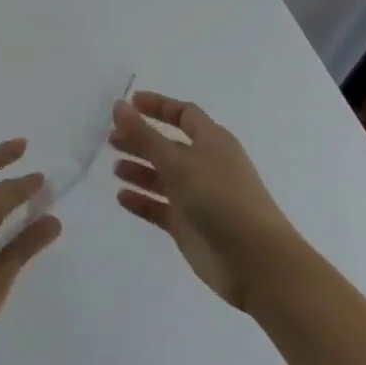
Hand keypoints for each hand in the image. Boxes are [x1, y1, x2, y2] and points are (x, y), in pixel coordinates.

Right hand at [110, 90, 301, 309]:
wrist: (255, 261)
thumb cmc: (219, 198)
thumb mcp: (177, 161)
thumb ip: (144, 134)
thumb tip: (118, 105)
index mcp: (212, 142)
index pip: (184, 114)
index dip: (158, 106)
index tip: (128, 103)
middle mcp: (205, 166)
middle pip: (168, 146)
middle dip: (140, 140)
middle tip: (111, 139)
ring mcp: (197, 197)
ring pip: (162, 177)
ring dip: (139, 170)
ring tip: (115, 169)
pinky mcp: (188, 226)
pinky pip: (159, 208)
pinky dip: (141, 201)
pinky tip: (121, 197)